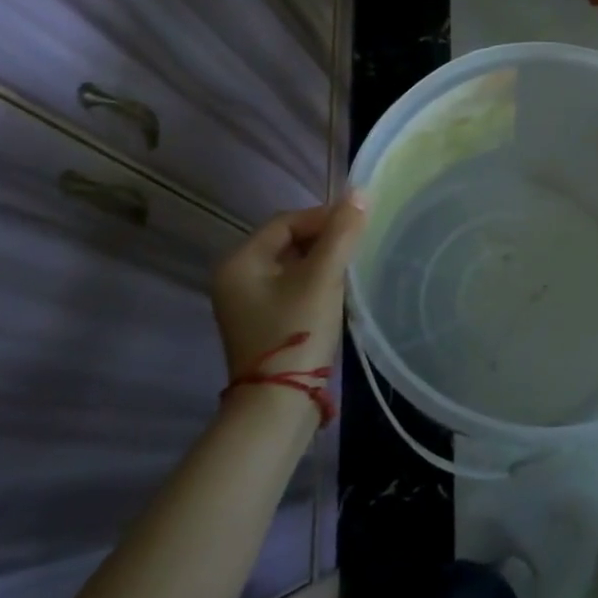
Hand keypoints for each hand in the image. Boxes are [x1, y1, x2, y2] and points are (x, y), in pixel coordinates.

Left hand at [212, 197, 366, 384]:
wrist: (278, 405)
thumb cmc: (297, 331)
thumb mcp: (323, 276)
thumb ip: (341, 232)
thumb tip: (360, 192)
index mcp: (240, 262)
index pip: (287, 221)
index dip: (324, 217)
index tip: (357, 225)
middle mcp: (236, 278)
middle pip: (289, 241)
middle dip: (325, 238)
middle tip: (357, 245)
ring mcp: (248, 302)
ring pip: (293, 264)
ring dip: (323, 260)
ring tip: (352, 266)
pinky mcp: (264, 321)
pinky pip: (292, 285)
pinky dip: (316, 281)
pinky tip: (337, 290)